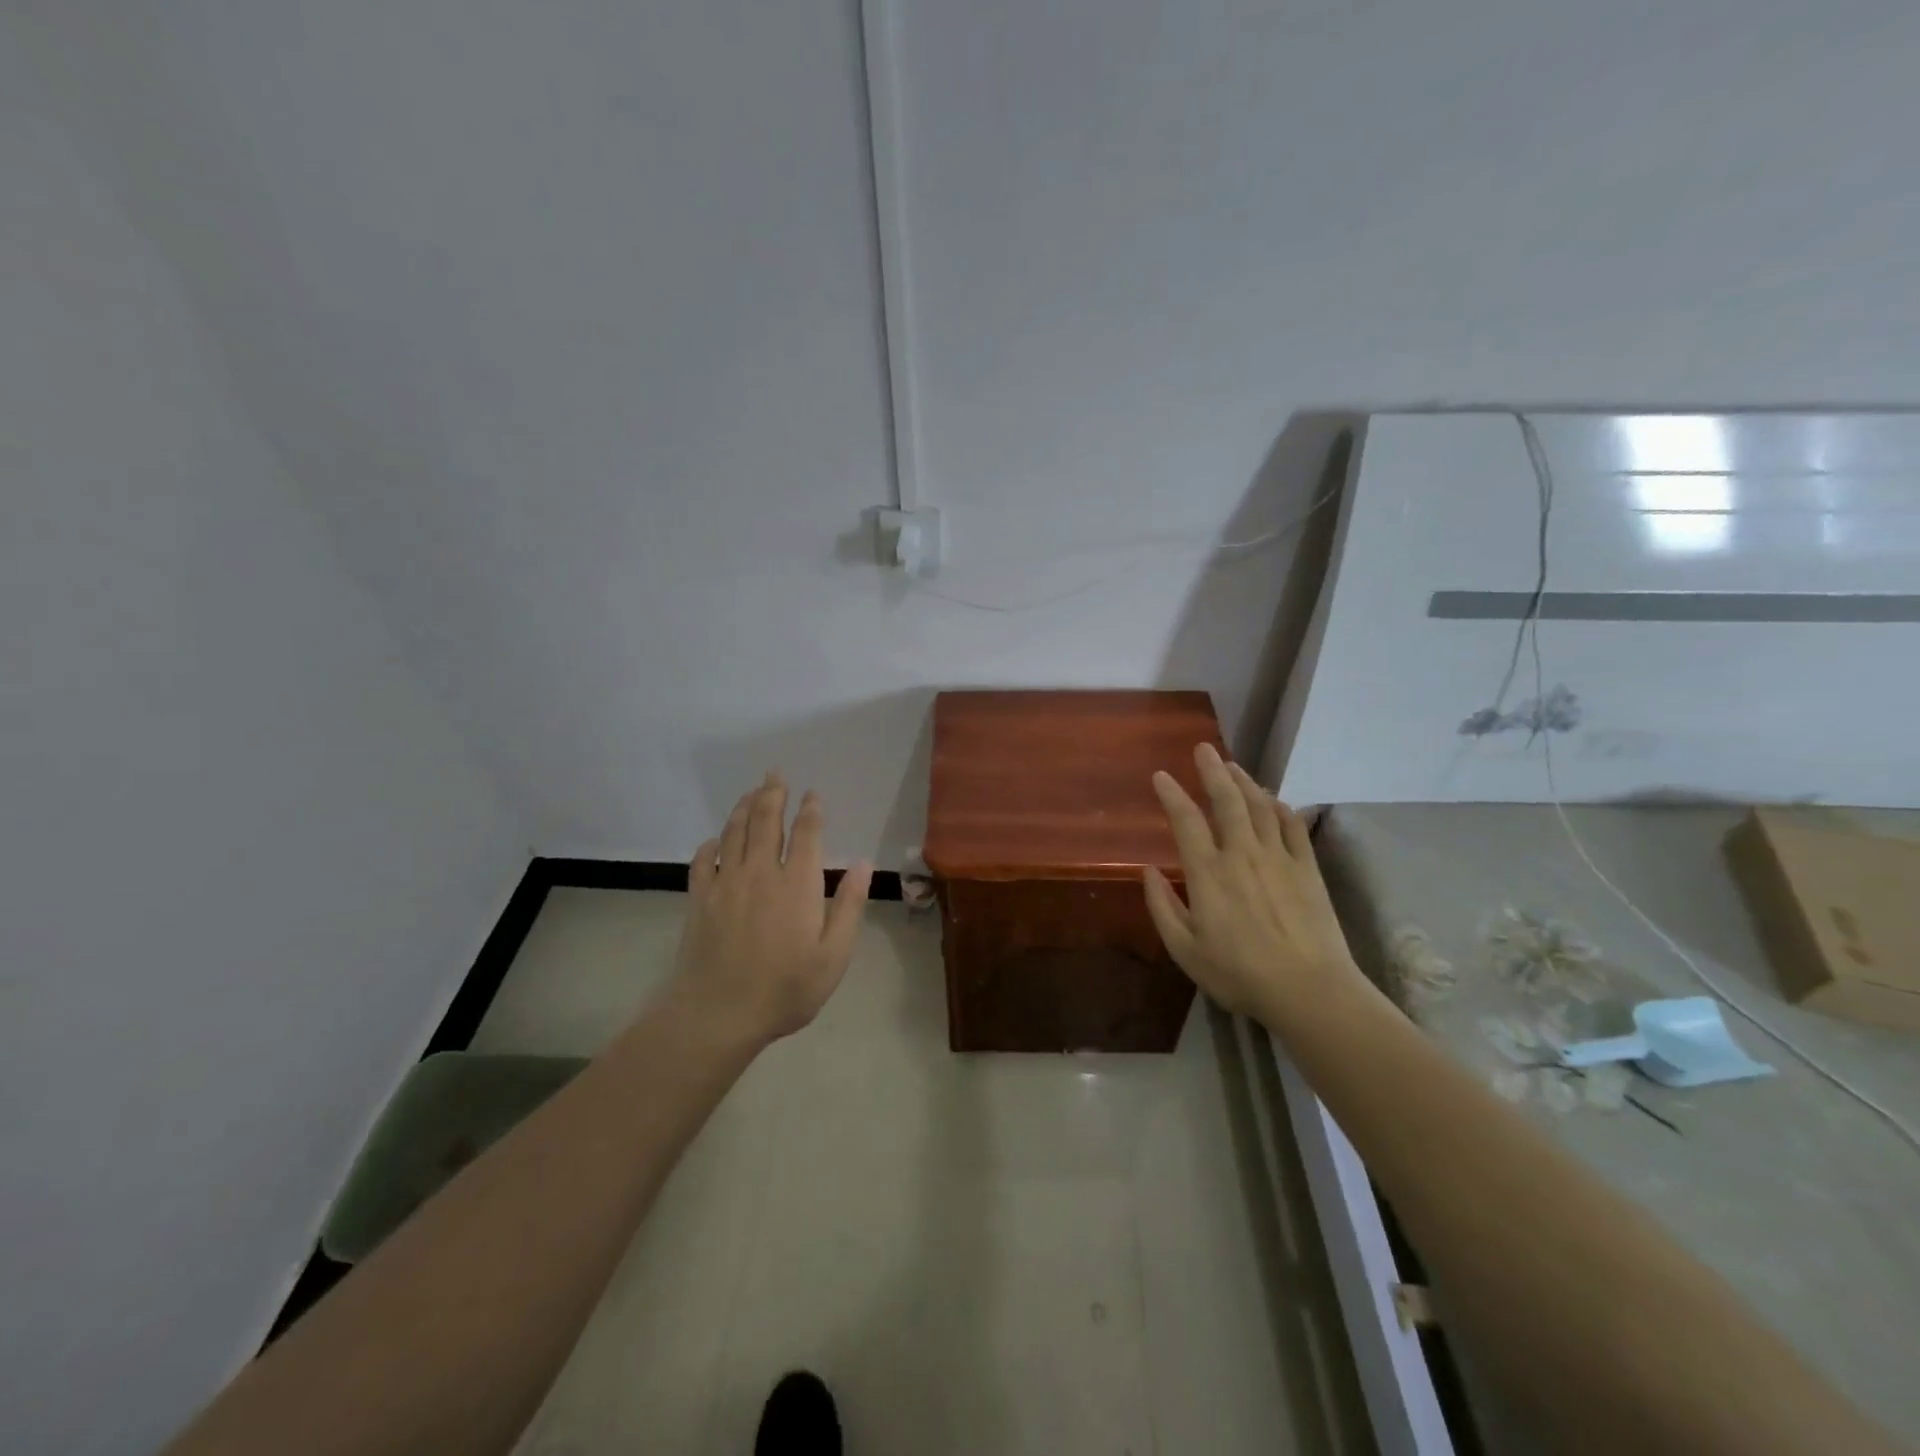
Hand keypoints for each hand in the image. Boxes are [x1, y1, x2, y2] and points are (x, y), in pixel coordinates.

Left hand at [671, 772, 872, 1045]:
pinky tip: (713, 840)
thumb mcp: (833, 956)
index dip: (810, 809)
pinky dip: (709, 845)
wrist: (717, 1013)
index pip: (806, 832)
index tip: (812, 794)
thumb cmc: (785, 989)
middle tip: (775, 773)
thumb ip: (850, 906)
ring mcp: (726, 883)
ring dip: (743, 808)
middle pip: (766, 820)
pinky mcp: (699, 899)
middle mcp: (761, 872)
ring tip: (750, 792)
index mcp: (797, 883)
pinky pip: (703, 861)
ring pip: (734, 832)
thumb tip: (863, 864)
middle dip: (773, 793)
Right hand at [1142, 744, 1361, 1024]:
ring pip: (1260, 806)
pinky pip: (1293, 827)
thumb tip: (1149, 871)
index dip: (1172, 794)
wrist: (1309, 990)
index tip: (1161, 775)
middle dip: (1213, 770)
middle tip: (1204, 749)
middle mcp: (1242, 854)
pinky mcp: (1307, 869)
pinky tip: (1274, 800)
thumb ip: (1162, 907)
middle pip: (1227, 800)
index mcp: (1208, 872)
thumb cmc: (1239, 973)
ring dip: (1245, 782)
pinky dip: (1281, 808)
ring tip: (1233, 766)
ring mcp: (1278, 858)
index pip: (1186, 820)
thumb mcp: (1185, 950)